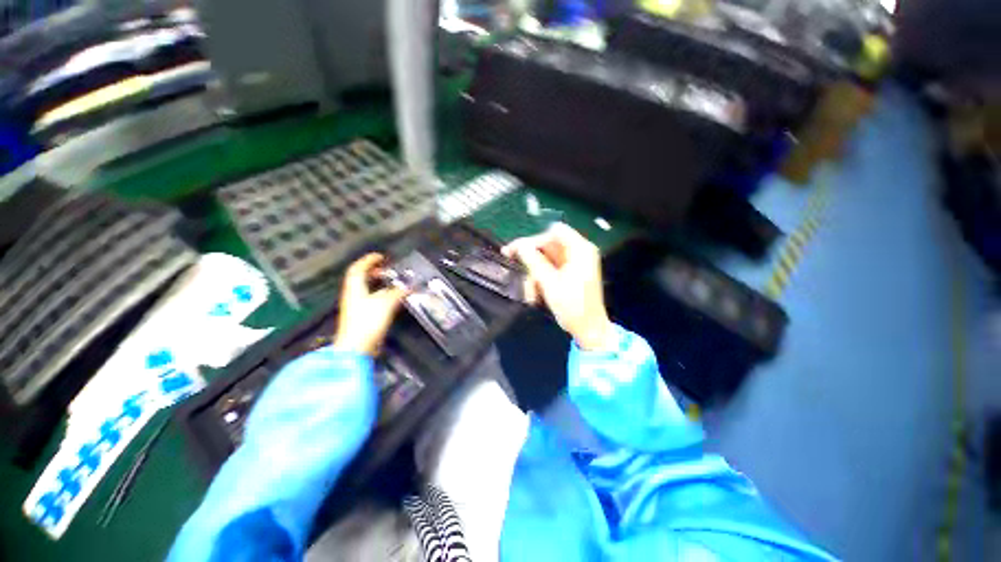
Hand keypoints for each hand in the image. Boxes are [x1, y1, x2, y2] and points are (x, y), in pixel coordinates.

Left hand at [332, 253, 408, 355]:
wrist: (357, 348)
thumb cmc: (367, 322)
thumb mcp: (386, 303)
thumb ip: (397, 293)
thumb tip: (408, 286)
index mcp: (355, 288)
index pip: (358, 269)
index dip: (368, 260)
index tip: (380, 256)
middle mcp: (353, 296)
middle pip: (361, 278)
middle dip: (374, 271)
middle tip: (387, 269)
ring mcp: (357, 308)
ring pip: (367, 290)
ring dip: (379, 284)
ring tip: (393, 283)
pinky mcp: (363, 318)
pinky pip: (372, 301)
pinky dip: (382, 296)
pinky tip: (393, 300)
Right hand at [503, 223, 616, 351]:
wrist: (589, 330)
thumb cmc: (572, 306)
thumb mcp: (549, 282)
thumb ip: (533, 261)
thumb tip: (519, 245)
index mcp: (580, 249)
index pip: (553, 232)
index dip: (534, 239)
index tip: (516, 250)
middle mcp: (578, 252)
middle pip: (548, 246)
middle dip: (531, 261)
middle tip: (513, 266)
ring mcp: (574, 264)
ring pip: (545, 260)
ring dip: (534, 275)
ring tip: (530, 293)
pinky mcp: (569, 275)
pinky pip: (550, 270)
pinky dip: (540, 281)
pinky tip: (535, 295)